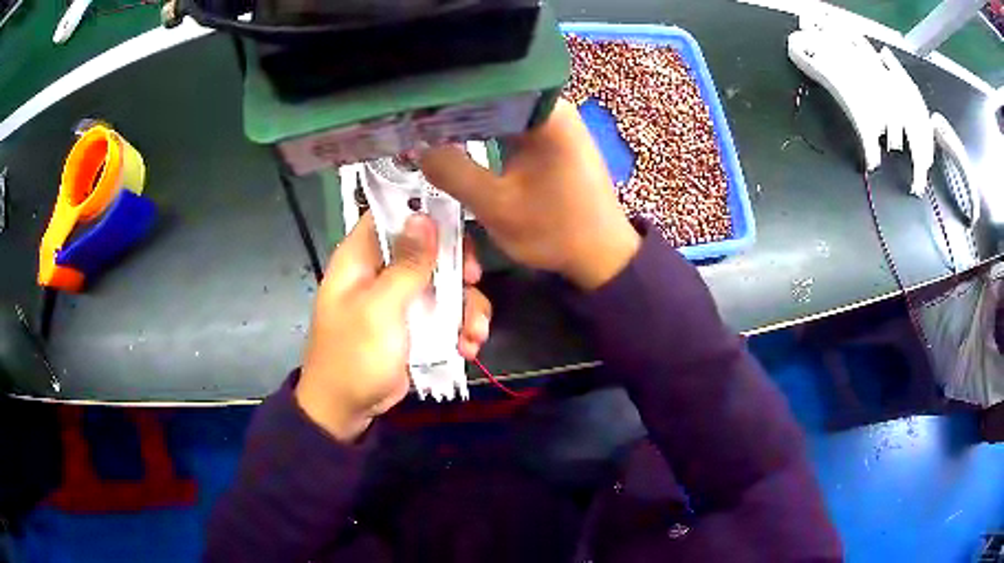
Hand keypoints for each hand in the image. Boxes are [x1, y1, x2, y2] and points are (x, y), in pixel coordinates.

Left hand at [296, 213, 490, 441]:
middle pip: (429, 247)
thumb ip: (406, 264)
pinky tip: (468, 348)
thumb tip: (424, 217)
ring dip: (466, 307)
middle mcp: (382, 271)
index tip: (457, 224)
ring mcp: (402, 299)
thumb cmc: (354, 354)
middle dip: (457, 265)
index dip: (424, 211)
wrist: (347, 409)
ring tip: (474, 335)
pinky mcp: (417, 324)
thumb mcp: (380, 308)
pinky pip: (447, 313)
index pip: (392, 215)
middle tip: (473, 281)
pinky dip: (461, 329)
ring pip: (445, 283)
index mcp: (361, 257)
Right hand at [419, 100, 640, 289]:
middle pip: (493, 95)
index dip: (446, 96)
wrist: (601, 256)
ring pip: (501, 111)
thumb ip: (453, 172)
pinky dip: (488, 133)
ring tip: (430, 130)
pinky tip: (463, 142)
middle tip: (415, 123)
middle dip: (454, 110)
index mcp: (545, 111)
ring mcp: (557, 121)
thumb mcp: (496, 205)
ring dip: (469, 122)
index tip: (413, 110)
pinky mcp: (555, 138)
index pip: (485, 86)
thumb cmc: (555, 230)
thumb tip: (418, 146)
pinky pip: (512, 126)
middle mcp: (553, 106)